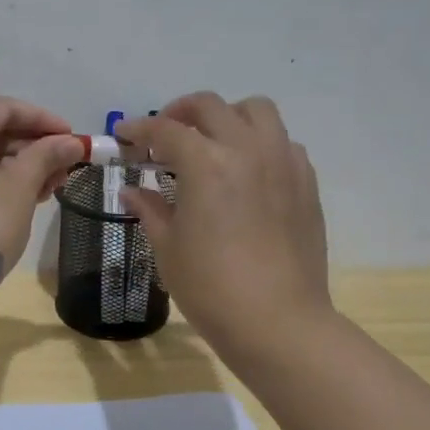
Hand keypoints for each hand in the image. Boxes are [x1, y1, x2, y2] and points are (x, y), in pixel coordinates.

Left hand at [0, 97, 83, 325]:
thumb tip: (72, 142)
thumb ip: (47, 156)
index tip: (73, 138)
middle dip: (31, 147)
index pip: (4, 108)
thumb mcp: (21, 187)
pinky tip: (21, 197)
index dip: (43, 120)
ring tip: (50, 186)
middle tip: (65, 167)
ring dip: (15, 165)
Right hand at [115, 93, 333, 367]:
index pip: (165, 130)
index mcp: (207, 164)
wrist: (278, 322)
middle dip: (180, 112)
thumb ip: (150, 210)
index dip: (138, 129)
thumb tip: (131, 191)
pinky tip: (246, 172)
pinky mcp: (306, 182)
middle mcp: (247, 150)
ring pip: (256, 111)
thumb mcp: (168, 248)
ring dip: (227, 117)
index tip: (123, 136)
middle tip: (162, 135)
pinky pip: (283, 142)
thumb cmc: (211, 288)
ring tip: (211, 142)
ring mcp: (283, 162)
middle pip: (211, 106)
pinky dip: (259, 143)